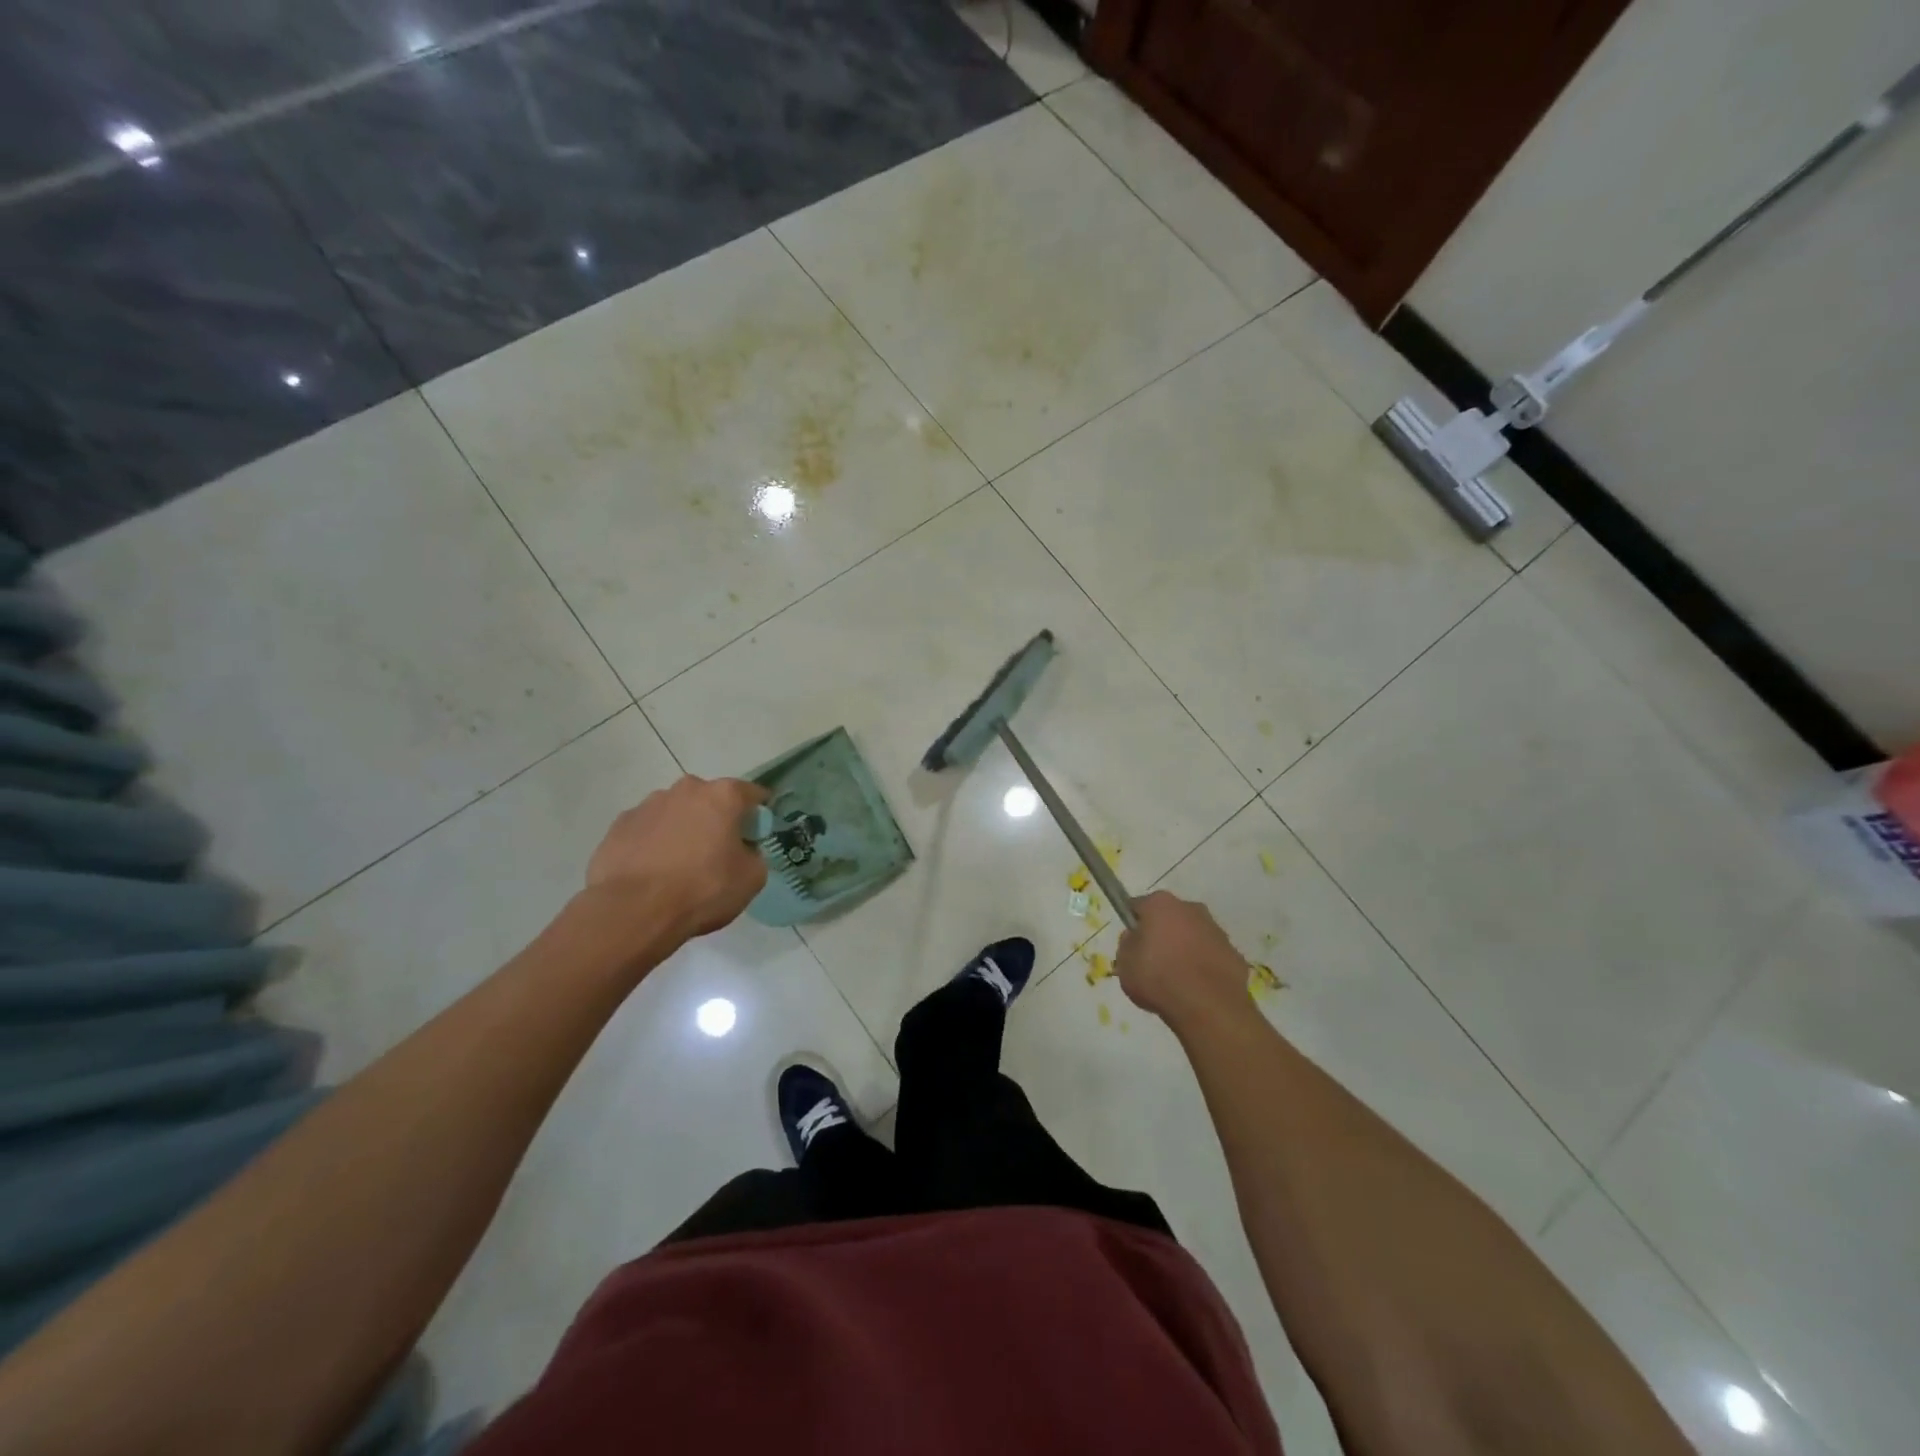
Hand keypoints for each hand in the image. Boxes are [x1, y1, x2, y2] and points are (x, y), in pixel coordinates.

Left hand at [586, 776, 769, 941]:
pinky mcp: (619, 825)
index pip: (752, 793)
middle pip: (710, 799)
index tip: (757, 832)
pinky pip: (647, 829)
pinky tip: (652, 871)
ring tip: (679, 865)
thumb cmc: (703, 889)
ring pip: (676, 812)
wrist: (634, 911)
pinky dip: (653, 842)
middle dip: (716, 818)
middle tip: (717, 851)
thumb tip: (742, 851)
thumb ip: (754, 855)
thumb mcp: (751, 878)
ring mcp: (648, 804)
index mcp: (723, 796)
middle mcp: (686, 789)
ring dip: (683, 829)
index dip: (758, 813)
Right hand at [1116, 891, 1256, 1030]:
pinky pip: (1212, 956)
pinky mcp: (1235, 954)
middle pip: (1169, 917)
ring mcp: (1216, 930)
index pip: (1138, 906)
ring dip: (1185, 949)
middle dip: (1162, 933)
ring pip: (1193, 935)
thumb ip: (1127, 944)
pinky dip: (1204, 966)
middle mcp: (1191, 908)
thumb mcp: (1124, 963)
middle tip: (1153, 961)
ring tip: (1177, 979)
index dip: (1133, 925)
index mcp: (1160, 904)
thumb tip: (1136, 937)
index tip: (1132, 944)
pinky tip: (1197, 988)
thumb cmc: (1158, 979)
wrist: (1209, 1007)